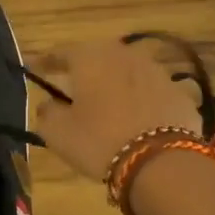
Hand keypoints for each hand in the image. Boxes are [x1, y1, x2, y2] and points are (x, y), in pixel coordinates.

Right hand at [32, 39, 206, 180]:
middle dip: (83, 69)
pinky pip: (149, 91)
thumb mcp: (58, 132)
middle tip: (71, 84)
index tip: (35, 68)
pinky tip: (134, 117)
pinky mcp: (179, 93)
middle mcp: (124, 55)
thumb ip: (47, 112)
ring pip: (126, 71)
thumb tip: (49, 103)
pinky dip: (138, 98)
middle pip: (98, 56)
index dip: (46, 61)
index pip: (62, 52)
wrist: (163, 163)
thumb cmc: (100, 141)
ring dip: (113, 82)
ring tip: (105, 101)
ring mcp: (156, 72)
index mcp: (91, 58)